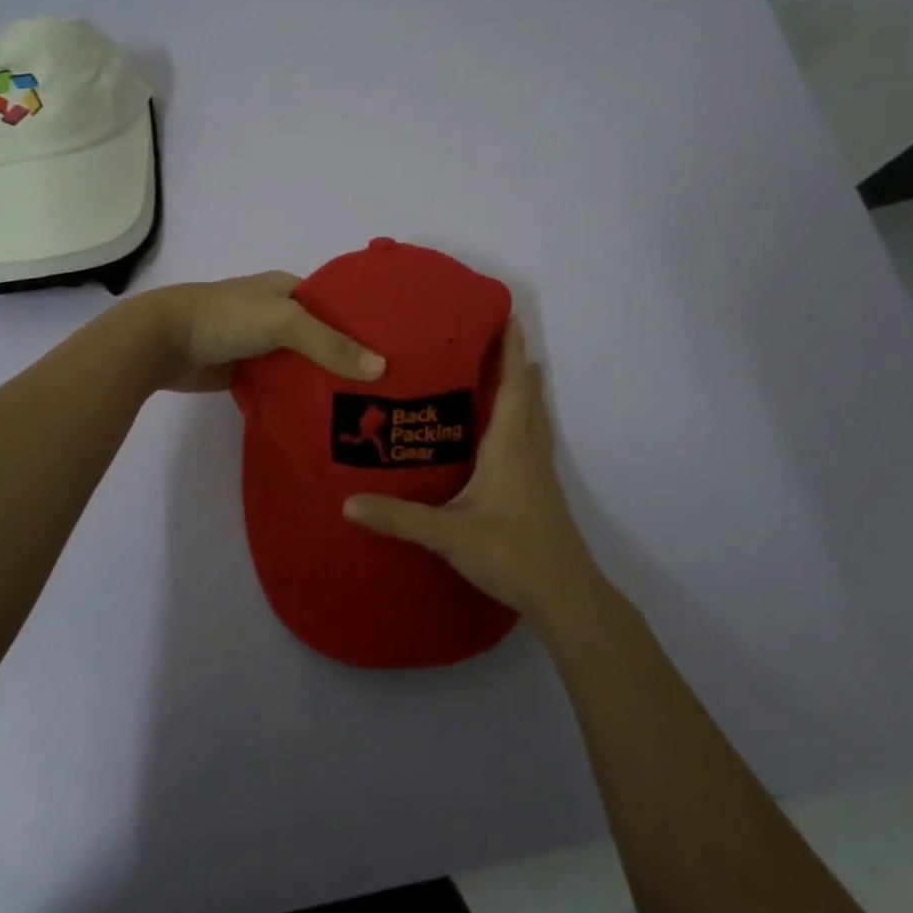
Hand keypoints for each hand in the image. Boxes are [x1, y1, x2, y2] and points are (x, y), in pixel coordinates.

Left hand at [138, 271, 385, 393]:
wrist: (163, 342)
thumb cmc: (226, 317)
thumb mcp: (284, 322)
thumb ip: (330, 344)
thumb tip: (380, 368)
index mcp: (288, 289)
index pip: (337, 304)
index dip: (365, 322)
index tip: (397, 347)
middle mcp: (278, 314)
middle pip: (323, 337)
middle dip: (350, 357)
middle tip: (391, 385)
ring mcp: (262, 345)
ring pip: (303, 363)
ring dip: (326, 380)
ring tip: (369, 406)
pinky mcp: (247, 373)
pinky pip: (282, 385)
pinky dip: (300, 397)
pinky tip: (327, 416)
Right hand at [344, 318, 602, 621]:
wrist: (565, 595)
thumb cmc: (511, 552)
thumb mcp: (449, 535)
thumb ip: (399, 518)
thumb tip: (348, 504)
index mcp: (509, 446)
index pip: (513, 386)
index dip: (512, 350)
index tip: (509, 316)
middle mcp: (528, 450)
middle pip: (527, 395)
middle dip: (516, 362)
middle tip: (496, 336)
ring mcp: (539, 472)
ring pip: (534, 417)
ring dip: (523, 389)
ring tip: (508, 370)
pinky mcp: (541, 491)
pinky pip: (532, 438)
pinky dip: (523, 418)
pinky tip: (508, 432)